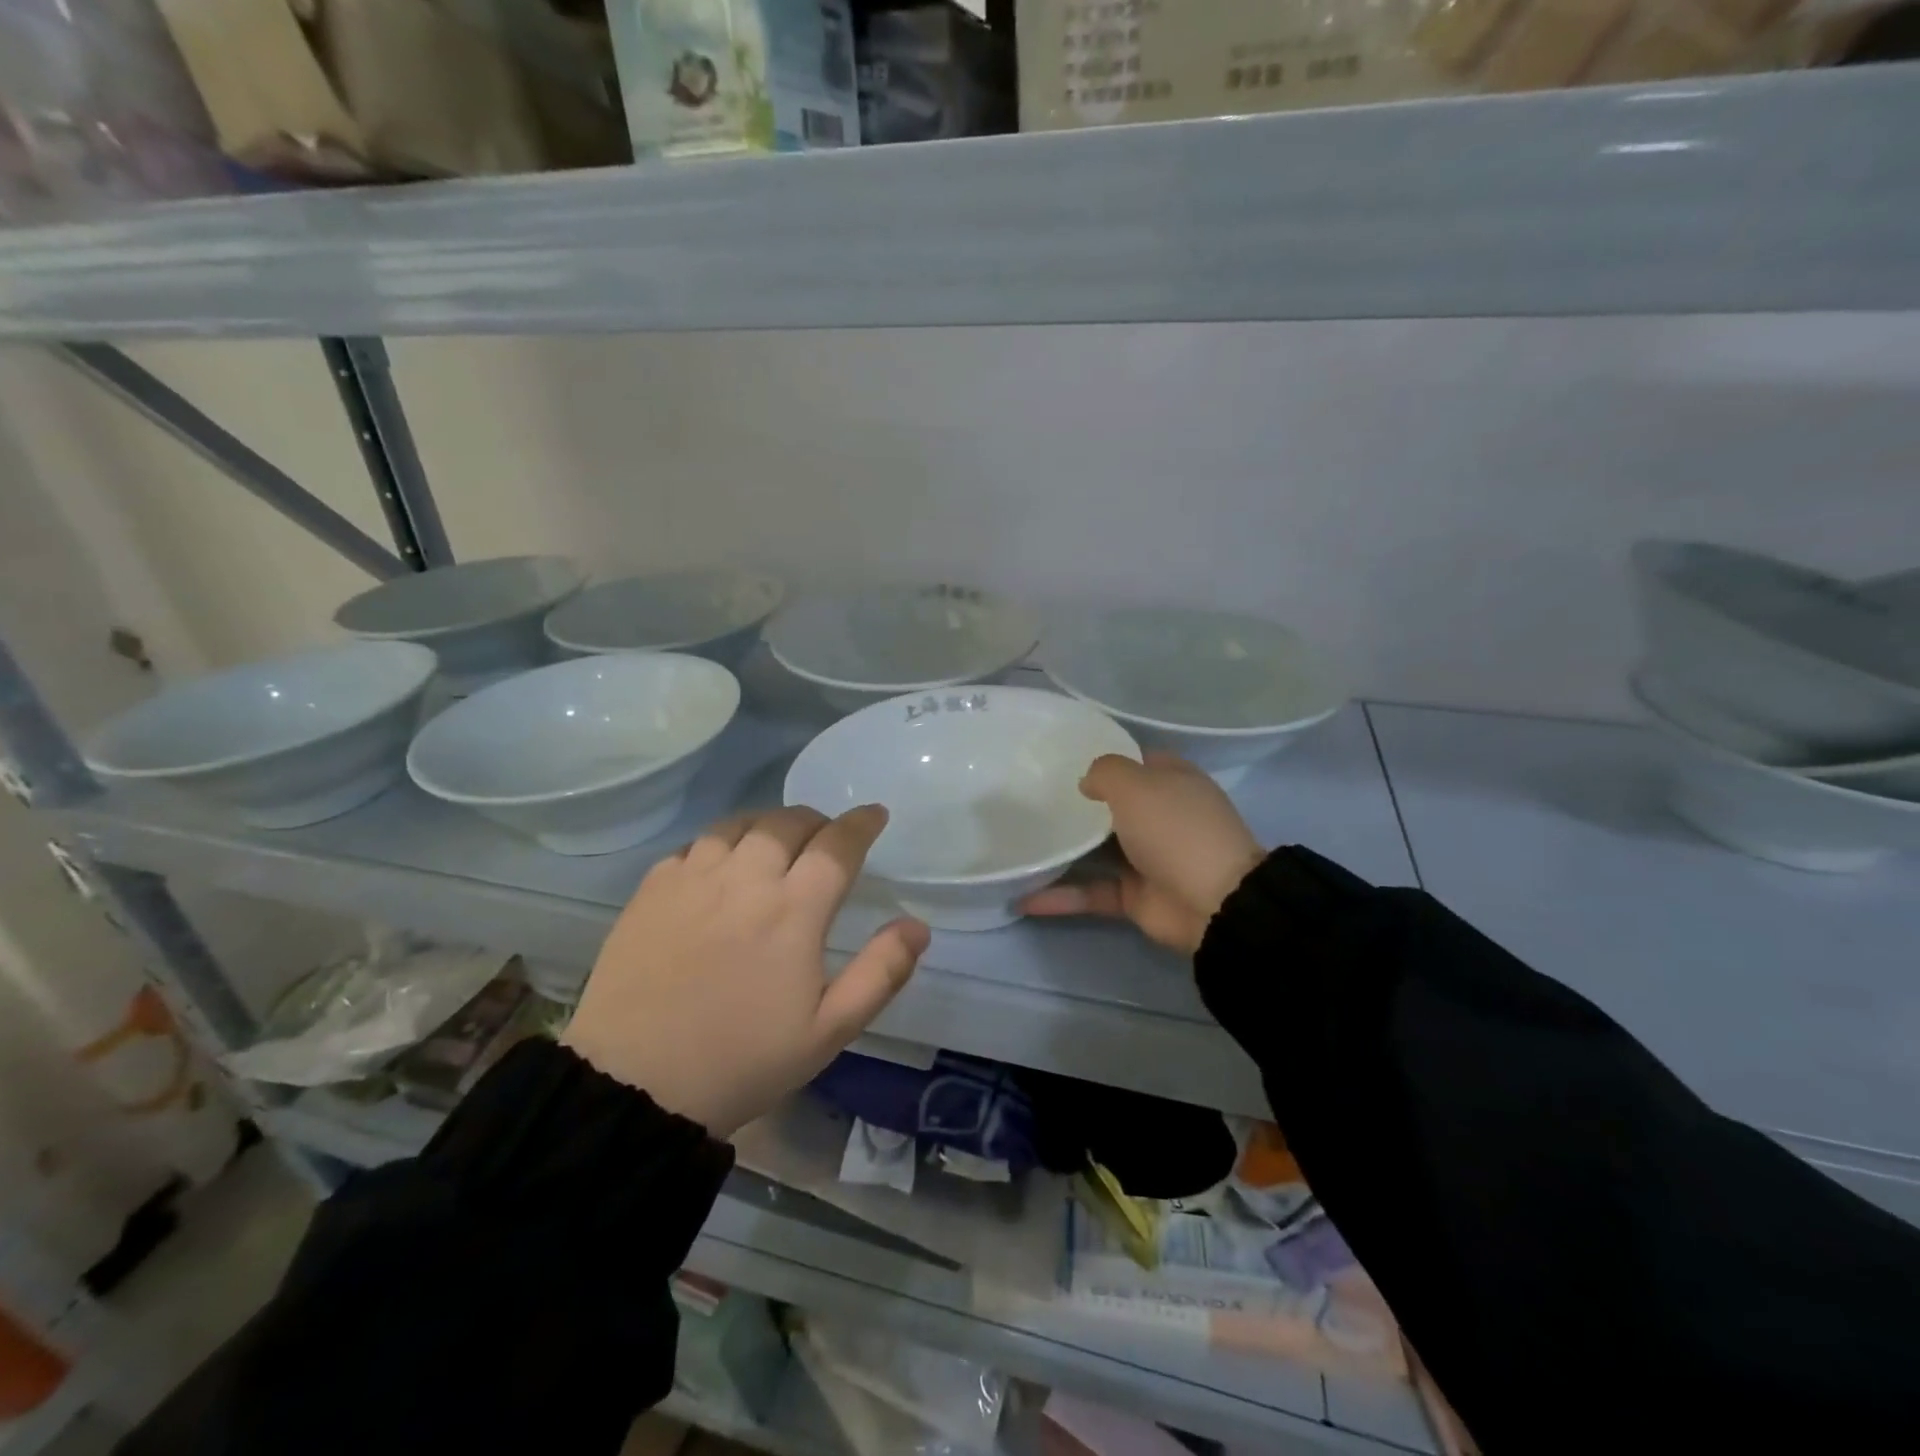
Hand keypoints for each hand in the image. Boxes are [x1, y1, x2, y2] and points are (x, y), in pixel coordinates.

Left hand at [562, 805, 928, 1136]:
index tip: (875, 814)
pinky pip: (694, 845)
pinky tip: (720, 866)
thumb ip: (880, 972)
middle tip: (825, 837)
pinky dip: (719, 844)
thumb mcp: (829, 1031)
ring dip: (767, 824)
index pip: (837, 845)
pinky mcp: (652, 890)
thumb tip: (918, 925)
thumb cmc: (743, 1060)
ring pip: (739, 824)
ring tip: (775, 843)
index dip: (861, 823)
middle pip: (787, 823)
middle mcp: (745, 880)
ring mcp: (693, 880)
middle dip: (816, 821)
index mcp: (793, 911)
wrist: (636, 1085)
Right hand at [1021, 752, 1262, 953]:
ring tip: (1019, 843)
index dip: (1104, 758)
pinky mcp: (1134, 896)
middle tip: (1030, 798)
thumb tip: (1087, 783)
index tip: (1061, 760)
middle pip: (1112, 805)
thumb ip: (1105, 772)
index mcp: (1172, 781)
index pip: (1135, 761)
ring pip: (1097, 850)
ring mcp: (1147, 858)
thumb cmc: (1175, 829)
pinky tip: (1022, 897)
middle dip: (1076, 803)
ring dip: (1063, 850)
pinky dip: (1061, 896)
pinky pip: (1091, 891)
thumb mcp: (1136, 784)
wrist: (1213, 903)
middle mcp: (1160, 816)